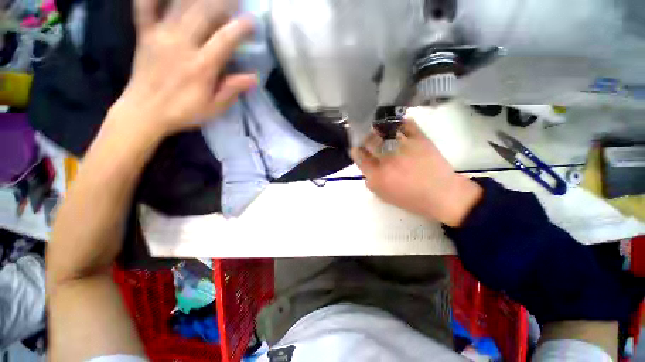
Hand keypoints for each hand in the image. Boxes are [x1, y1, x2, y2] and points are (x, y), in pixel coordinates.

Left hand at [110, 0, 256, 138]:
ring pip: (180, 5)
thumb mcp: (214, 108)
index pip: (225, 39)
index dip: (240, 27)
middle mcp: (181, 45)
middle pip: (203, 13)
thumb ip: (232, 90)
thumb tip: (253, 77)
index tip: (252, 21)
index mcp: (201, 66)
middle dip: (222, 2)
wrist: (144, 112)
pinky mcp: (145, 34)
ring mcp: (160, 36)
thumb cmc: (183, 112)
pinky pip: (144, 7)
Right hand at [350, 118, 482, 226]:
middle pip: (368, 141)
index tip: (357, 148)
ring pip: (384, 130)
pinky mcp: (419, 139)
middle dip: (364, 137)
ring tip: (378, 127)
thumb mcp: (385, 197)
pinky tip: (397, 124)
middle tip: (366, 137)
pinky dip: (400, 122)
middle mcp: (387, 158)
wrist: (442, 195)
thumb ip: (371, 183)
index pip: (359, 157)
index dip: (356, 150)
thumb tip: (366, 171)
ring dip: (378, 128)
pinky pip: (406, 124)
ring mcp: (403, 147)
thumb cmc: (412, 199)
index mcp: (377, 174)